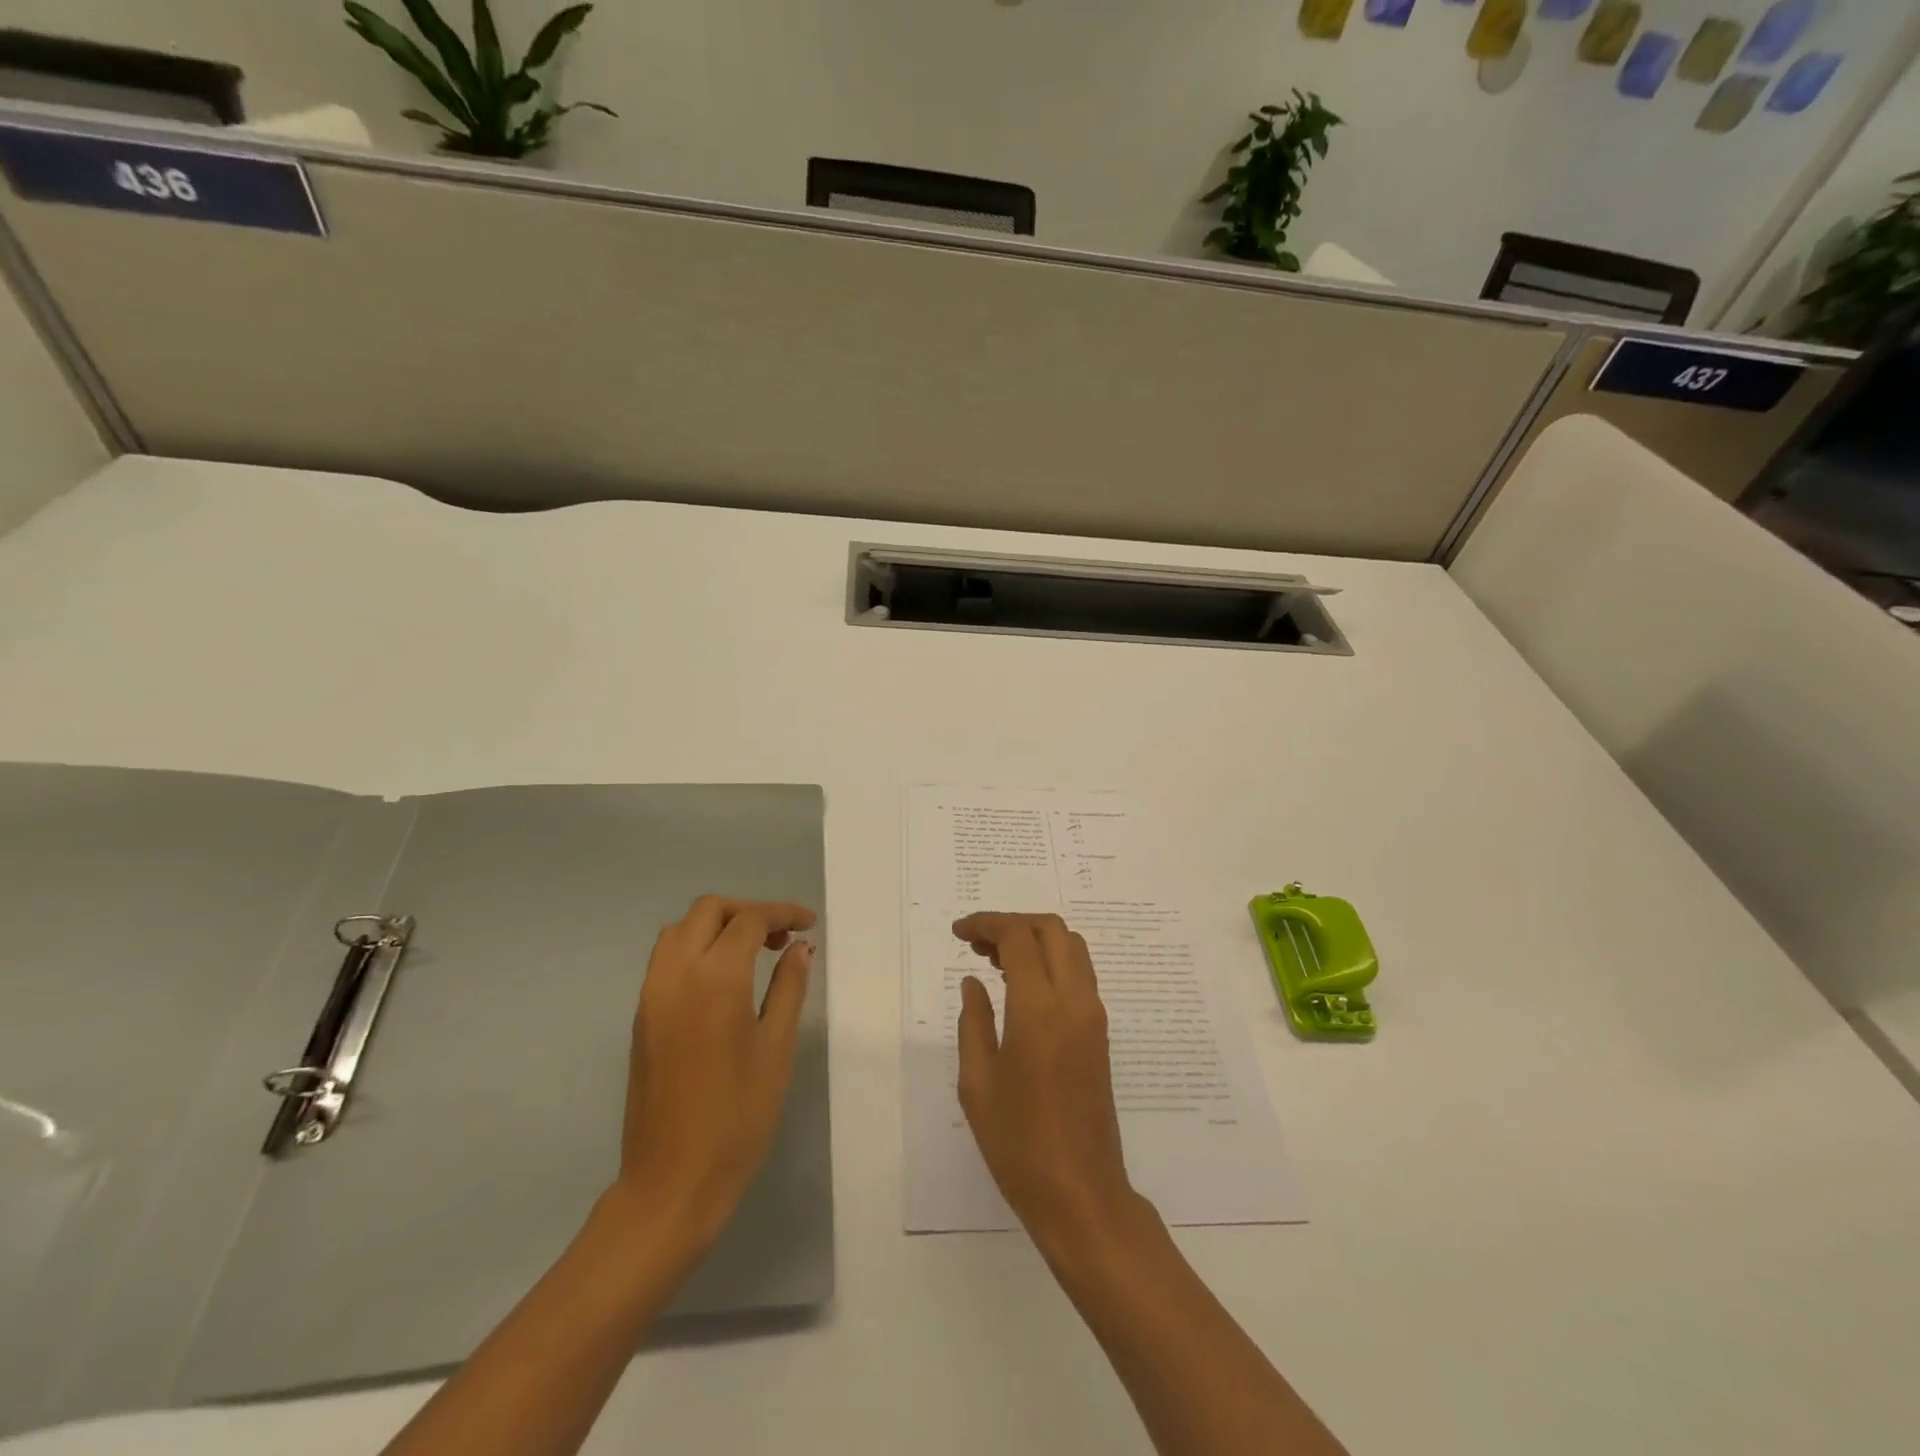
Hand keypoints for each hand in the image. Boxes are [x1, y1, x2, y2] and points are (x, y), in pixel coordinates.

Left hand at [617, 895, 816, 1248]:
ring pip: (680, 929)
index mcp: (716, 979)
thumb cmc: (738, 1117)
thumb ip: (789, 988)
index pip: (749, 920)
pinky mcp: (641, 1015)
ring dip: (718, 926)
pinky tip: (724, 979)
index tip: (809, 924)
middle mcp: (676, 974)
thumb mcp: (777, 1048)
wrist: (672, 1181)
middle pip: (708, 910)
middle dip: (748, 912)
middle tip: (781, 937)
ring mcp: (652, 994)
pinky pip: (666, 957)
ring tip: (753, 953)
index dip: (783, 913)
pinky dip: (696, 947)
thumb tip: (799, 947)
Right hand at [954, 912, 1137, 1246]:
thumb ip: (974, 1021)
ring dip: (1035, 940)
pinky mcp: (1101, 1033)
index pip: (1018, 937)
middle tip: (977, 944)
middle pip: (1051, 929)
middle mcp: (1074, 1000)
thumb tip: (973, 982)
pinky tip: (1022, 987)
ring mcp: (1093, 1015)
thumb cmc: (1018, 1143)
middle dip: (1012, 924)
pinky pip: (1079, 974)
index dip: (986, 924)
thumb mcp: (978, 1082)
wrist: (1080, 1193)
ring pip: (1071, 947)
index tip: (958, 933)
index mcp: (1039, 1008)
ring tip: (995, 962)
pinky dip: (1051, 961)